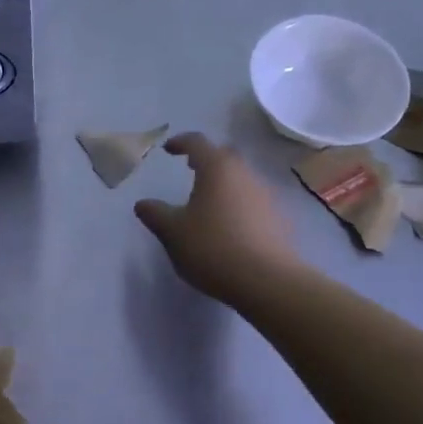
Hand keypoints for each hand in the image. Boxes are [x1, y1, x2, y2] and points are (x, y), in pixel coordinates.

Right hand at [135, 132, 301, 305]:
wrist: (267, 281)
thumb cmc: (212, 247)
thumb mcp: (172, 232)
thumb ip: (155, 214)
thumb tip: (143, 204)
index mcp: (216, 169)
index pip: (197, 142)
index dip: (181, 142)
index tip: (168, 150)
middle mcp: (244, 174)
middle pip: (225, 155)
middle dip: (207, 159)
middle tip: (191, 169)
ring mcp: (266, 196)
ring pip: (242, 178)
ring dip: (225, 182)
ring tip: (208, 201)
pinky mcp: (279, 219)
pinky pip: (254, 201)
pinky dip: (239, 204)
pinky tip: (230, 225)